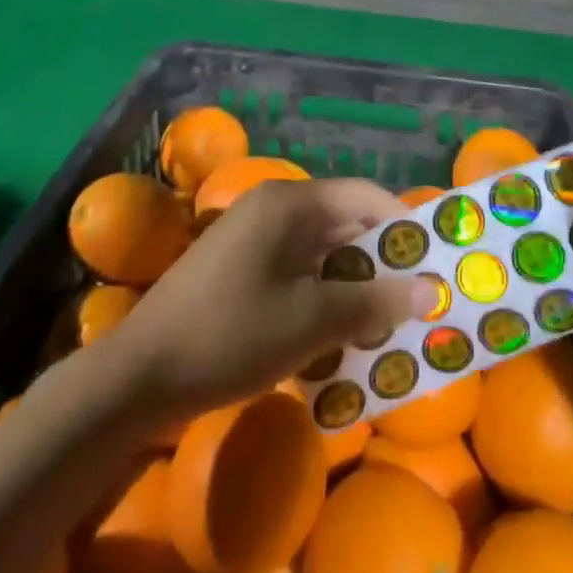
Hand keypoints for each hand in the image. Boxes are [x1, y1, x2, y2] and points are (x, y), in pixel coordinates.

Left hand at [106, 177, 433, 416]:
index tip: (434, 262)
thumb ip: (372, 302)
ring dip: (353, 283)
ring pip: (322, 250)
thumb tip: (430, 290)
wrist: (138, 375)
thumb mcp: (310, 322)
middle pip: (345, 221)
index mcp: (291, 203)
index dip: (404, 224)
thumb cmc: (230, 335)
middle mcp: (274, 207)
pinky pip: (297, 269)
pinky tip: (338, 333)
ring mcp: (253, 236)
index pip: (365, 196)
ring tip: (385, 323)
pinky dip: (322, 294)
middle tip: (416, 300)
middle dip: (381, 260)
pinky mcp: (240, 265)